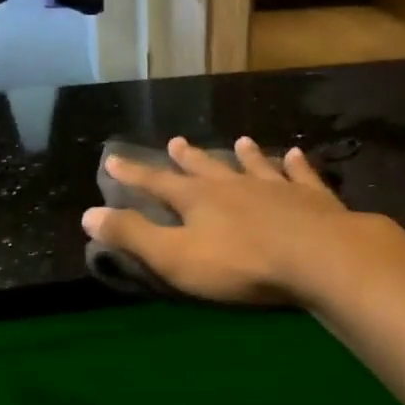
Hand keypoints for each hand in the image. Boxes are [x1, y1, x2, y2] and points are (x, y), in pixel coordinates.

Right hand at [83, 136, 382, 305]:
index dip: (133, 174)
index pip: (157, 183)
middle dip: (188, 158)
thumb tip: (88, 214)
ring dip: (244, 155)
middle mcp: (234, 185)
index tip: (113, 158)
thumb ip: (133, 235)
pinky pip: (301, 174)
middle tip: (176, 142)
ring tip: (239, 141)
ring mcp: (275, 187)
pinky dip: (297, 164)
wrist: (316, 256)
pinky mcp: (312, 198)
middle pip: (205, 168)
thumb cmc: (239, 264)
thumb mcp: (174, 257)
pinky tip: (296, 153)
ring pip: (254, 165)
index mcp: (198, 200)